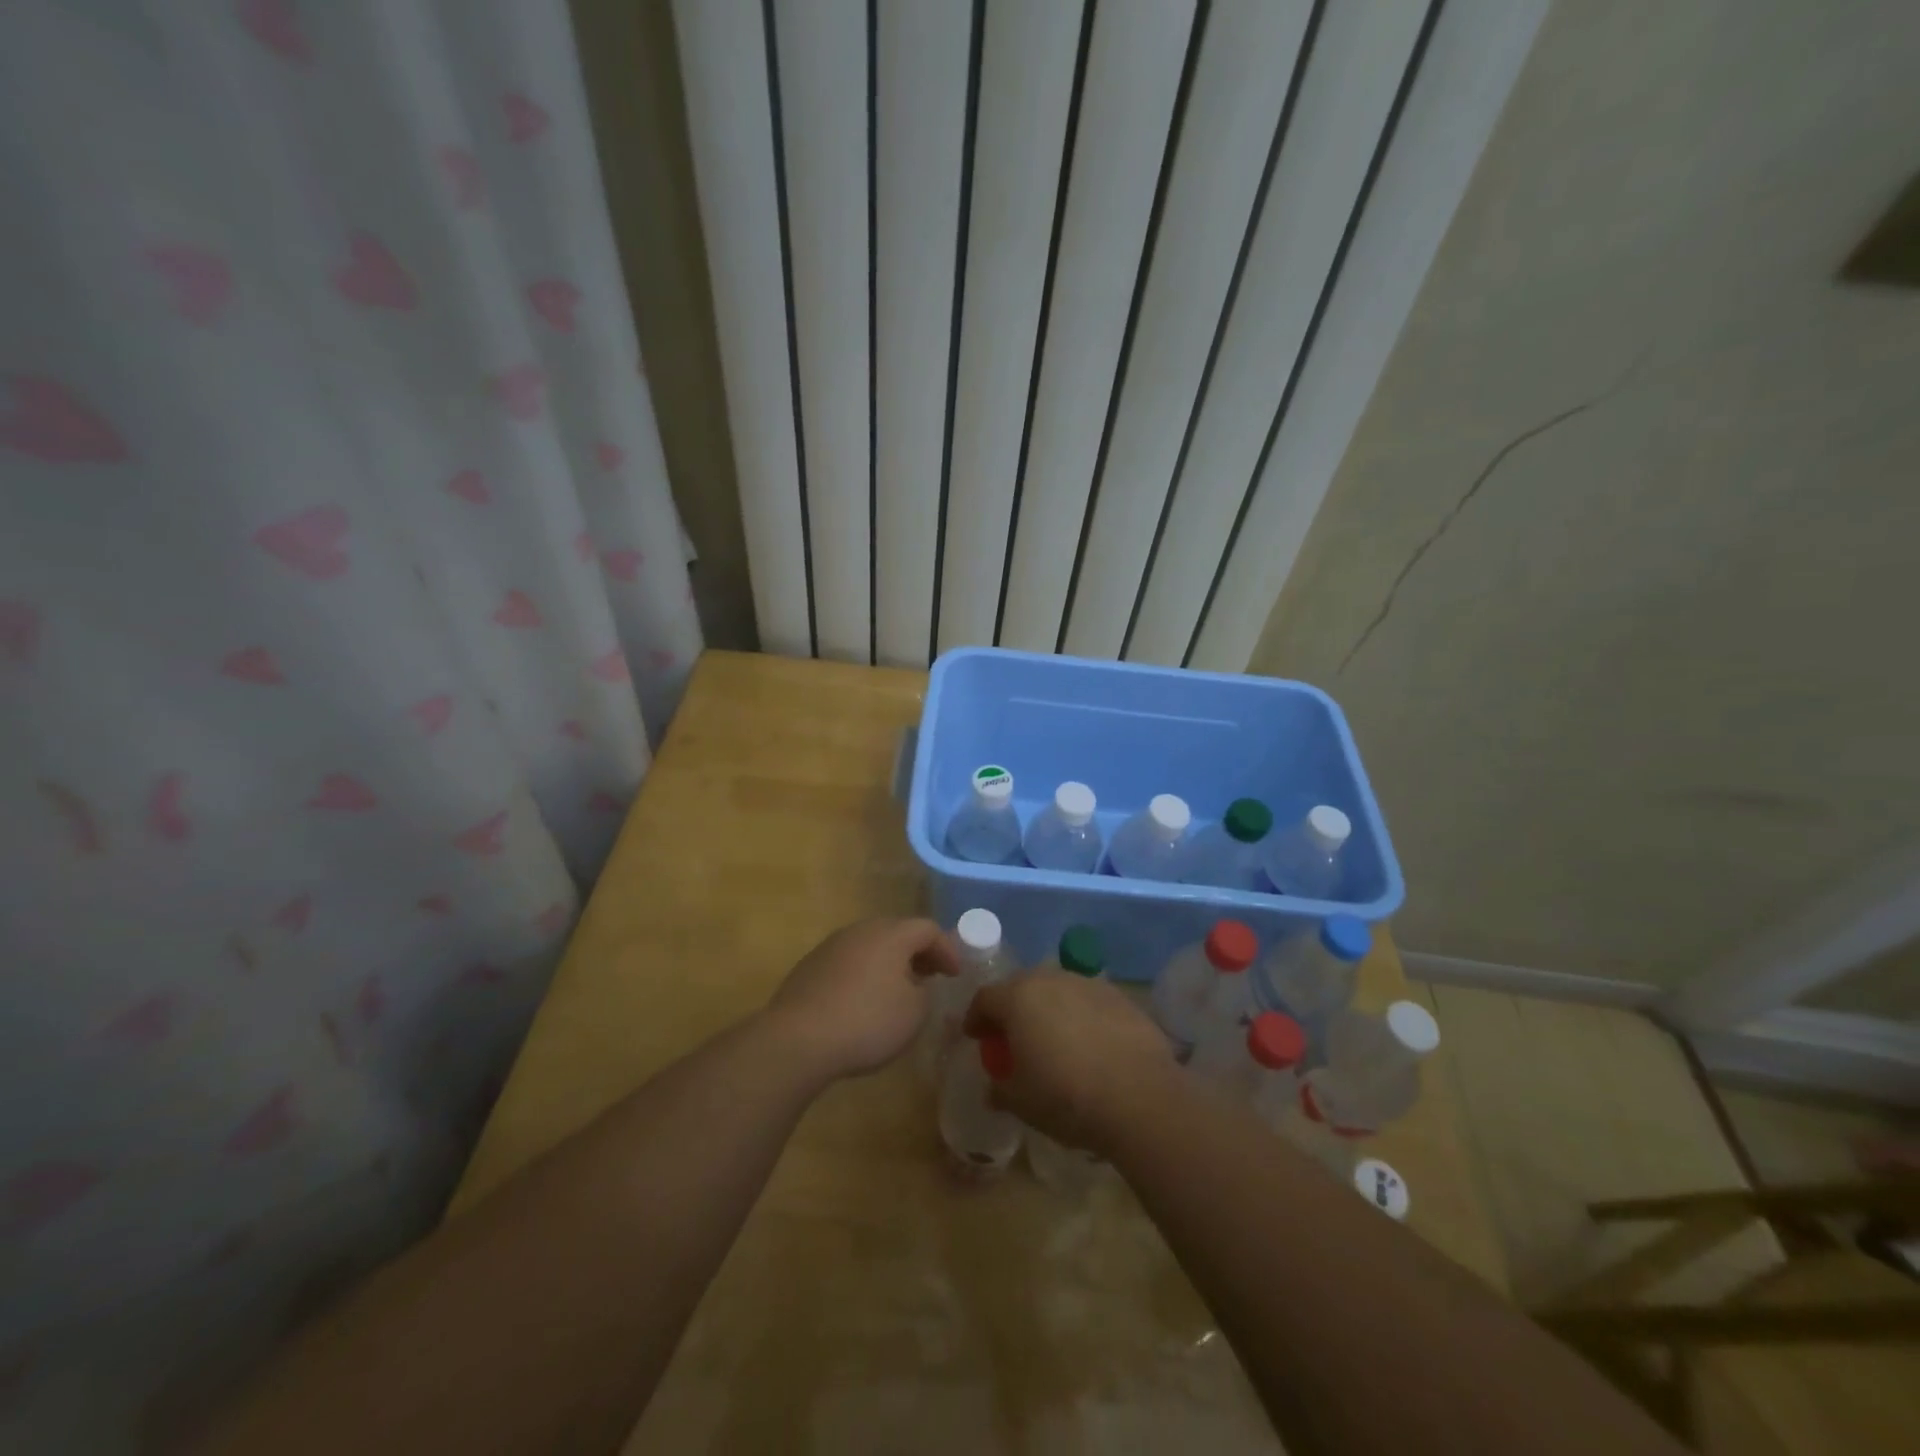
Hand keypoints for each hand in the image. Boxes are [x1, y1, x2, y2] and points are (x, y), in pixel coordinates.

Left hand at [764, 917, 960, 1080]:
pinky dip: (864, 974)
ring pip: (870, 946)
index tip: (955, 975)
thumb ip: (925, 993)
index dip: (947, 949)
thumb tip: (916, 985)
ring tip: (898, 990)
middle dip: (918, 953)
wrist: (797, 1039)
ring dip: (889, 963)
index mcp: (890, 934)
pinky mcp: (810, 967)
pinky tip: (863, 1002)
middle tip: (931, 976)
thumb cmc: (866, 1022)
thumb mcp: (914, 1014)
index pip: (927, 929)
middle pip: (897, 932)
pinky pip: (848, 963)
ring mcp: (831, 946)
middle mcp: (860, 930)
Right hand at [963, 972, 1174, 1154]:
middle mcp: (1050, 980)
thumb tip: (993, 1088)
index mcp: (1018, 999)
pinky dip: (1081, 1016)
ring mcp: (1088, 984)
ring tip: (1054, 1039)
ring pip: (1057, 990)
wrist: (1139, 1096)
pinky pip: (1088, 1001)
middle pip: (1021, 986)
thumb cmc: (1066, 1097)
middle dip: (1013, 1008)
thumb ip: (1000, 1090)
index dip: (976, 1018)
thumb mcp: (1021, 1103)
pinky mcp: (1119, 996)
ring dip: (1049, 1009)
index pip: (985, 998)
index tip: (976, 1037)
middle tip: (1013, 1037)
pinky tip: (1090, 1044)